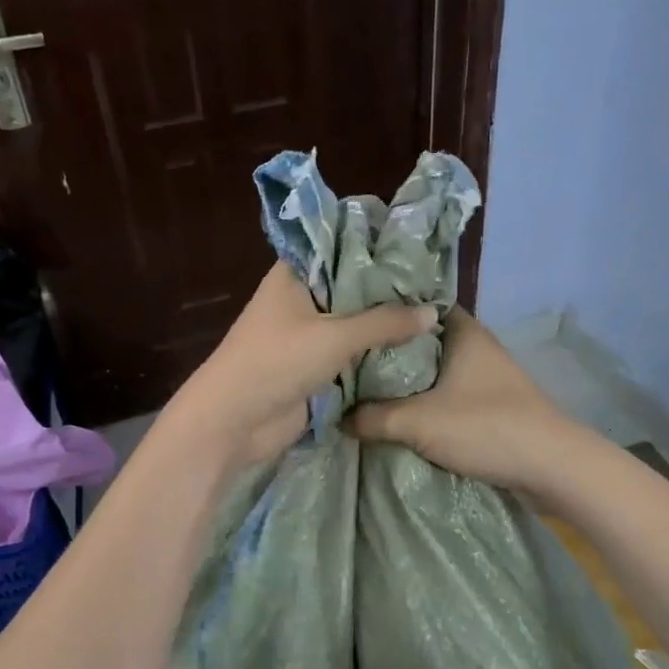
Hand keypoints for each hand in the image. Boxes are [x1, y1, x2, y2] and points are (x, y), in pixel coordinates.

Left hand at [166, 264, 436, 467]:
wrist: (233, 422)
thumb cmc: (276, 362)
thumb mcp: (335, 336)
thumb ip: (385, 323)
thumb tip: (433, 312)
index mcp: (294, 275)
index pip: (339, 247)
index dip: (375, 246)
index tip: (417, 246)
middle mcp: (301, 300)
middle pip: (351, 288)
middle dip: (388, 291)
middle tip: (436, 286)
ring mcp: (307, 336)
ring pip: (354, 324)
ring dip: (384, 326)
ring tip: (434, 315)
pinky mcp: (313, 368)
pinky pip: (350, 355)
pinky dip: (374, 355)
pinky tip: (414, 350)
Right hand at [346, 308, 584, 492]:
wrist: (550, 467)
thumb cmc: (484, 426)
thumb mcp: (417, 422)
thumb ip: (373, 417)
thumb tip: (339, 418)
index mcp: (463, 331)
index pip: (417, 307)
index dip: (385, 314)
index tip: (354, 326)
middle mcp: (477, 346)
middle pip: (423, 342)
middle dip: (390, 353)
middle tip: (350, 363)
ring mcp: (488, 376)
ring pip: (437, 371)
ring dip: (409, 382)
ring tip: (367, 391)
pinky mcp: (493, 404)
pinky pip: (449, 394)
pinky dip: (427, 402)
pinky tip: (401, 415)